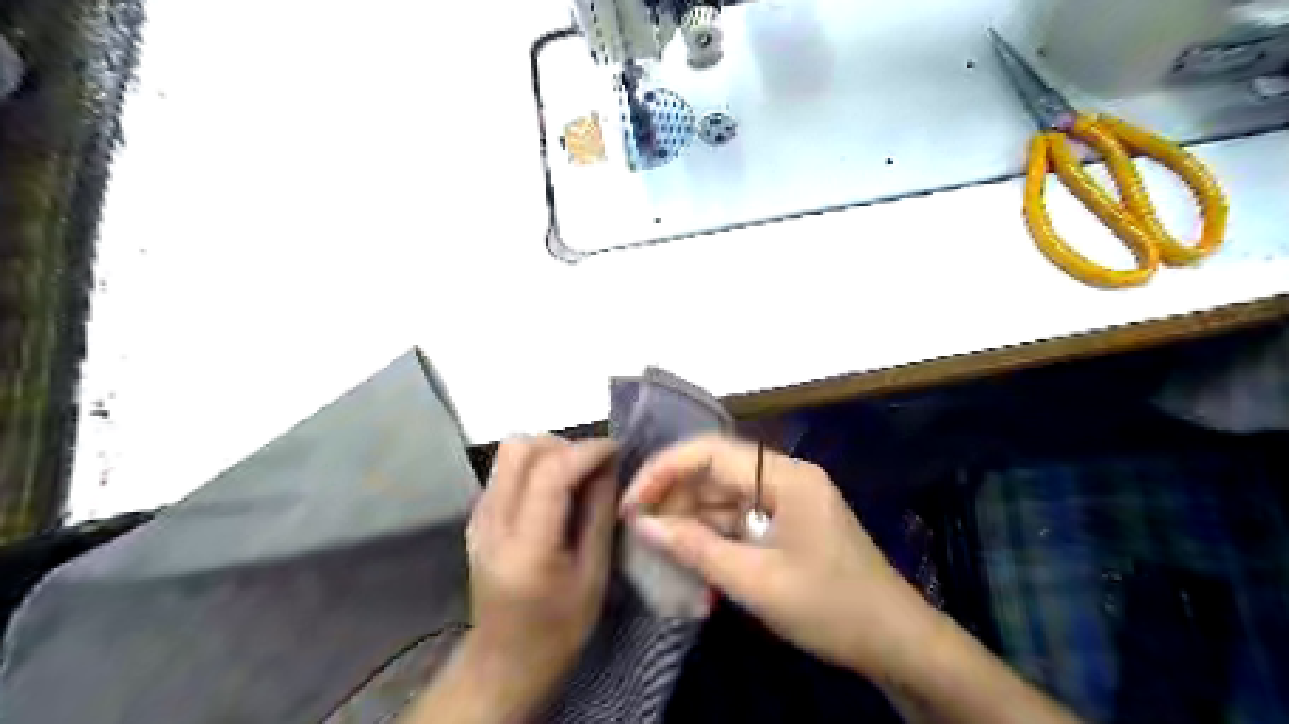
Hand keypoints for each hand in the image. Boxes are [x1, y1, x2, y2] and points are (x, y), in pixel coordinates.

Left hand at [461, 435, 621, 713]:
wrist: (503, 661)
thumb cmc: (557, 629)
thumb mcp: (593, 576)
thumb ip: (599, 515)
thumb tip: (607, 466)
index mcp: (525, 548)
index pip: (550, 473)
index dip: (587, 451)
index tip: (616, 450)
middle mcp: (492, 523)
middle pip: (520, 449)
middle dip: (564, 444)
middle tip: (594, 465)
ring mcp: (478, 517)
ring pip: (509, 452)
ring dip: (548, 451)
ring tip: (577, 475)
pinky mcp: (477, 515)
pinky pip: (506, 469)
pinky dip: (535, 465)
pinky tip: (555, 492)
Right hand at [623, 434, 937, 677]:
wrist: (897, 643)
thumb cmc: (831, 608)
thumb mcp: (757, 582)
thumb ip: (696, 549)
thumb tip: (643, 524)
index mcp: (784, 476)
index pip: (709, 453)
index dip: (663, 471)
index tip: (631, 503)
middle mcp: (783, 477)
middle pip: (714, 472)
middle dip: (674, 499)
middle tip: (639, 532)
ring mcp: (786, 500)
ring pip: (723, 498)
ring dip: (691, 523)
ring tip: (658, 552)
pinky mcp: (786, 523)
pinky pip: (738, 520)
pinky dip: (713, 539)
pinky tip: (691, 563)